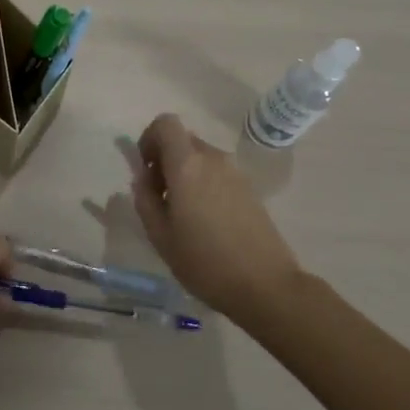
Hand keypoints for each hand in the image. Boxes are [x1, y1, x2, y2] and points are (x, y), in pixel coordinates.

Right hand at [132, 113, 305, 318]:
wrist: (266, 286)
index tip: (146, 169)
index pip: (165, 123)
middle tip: (161, 197)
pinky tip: (206, 221)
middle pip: (182, 140)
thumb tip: (143, 178)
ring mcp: (235, 172)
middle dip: (165, 159)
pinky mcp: (249, 188)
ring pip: (200, 158)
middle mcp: (212, 159)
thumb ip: (145, 199)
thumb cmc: (205, 262)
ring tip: (183, 213)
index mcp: (187, 165)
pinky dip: (204, 184)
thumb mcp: (160, 235)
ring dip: (185, 173)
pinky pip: (217, 173)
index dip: (149, 138)